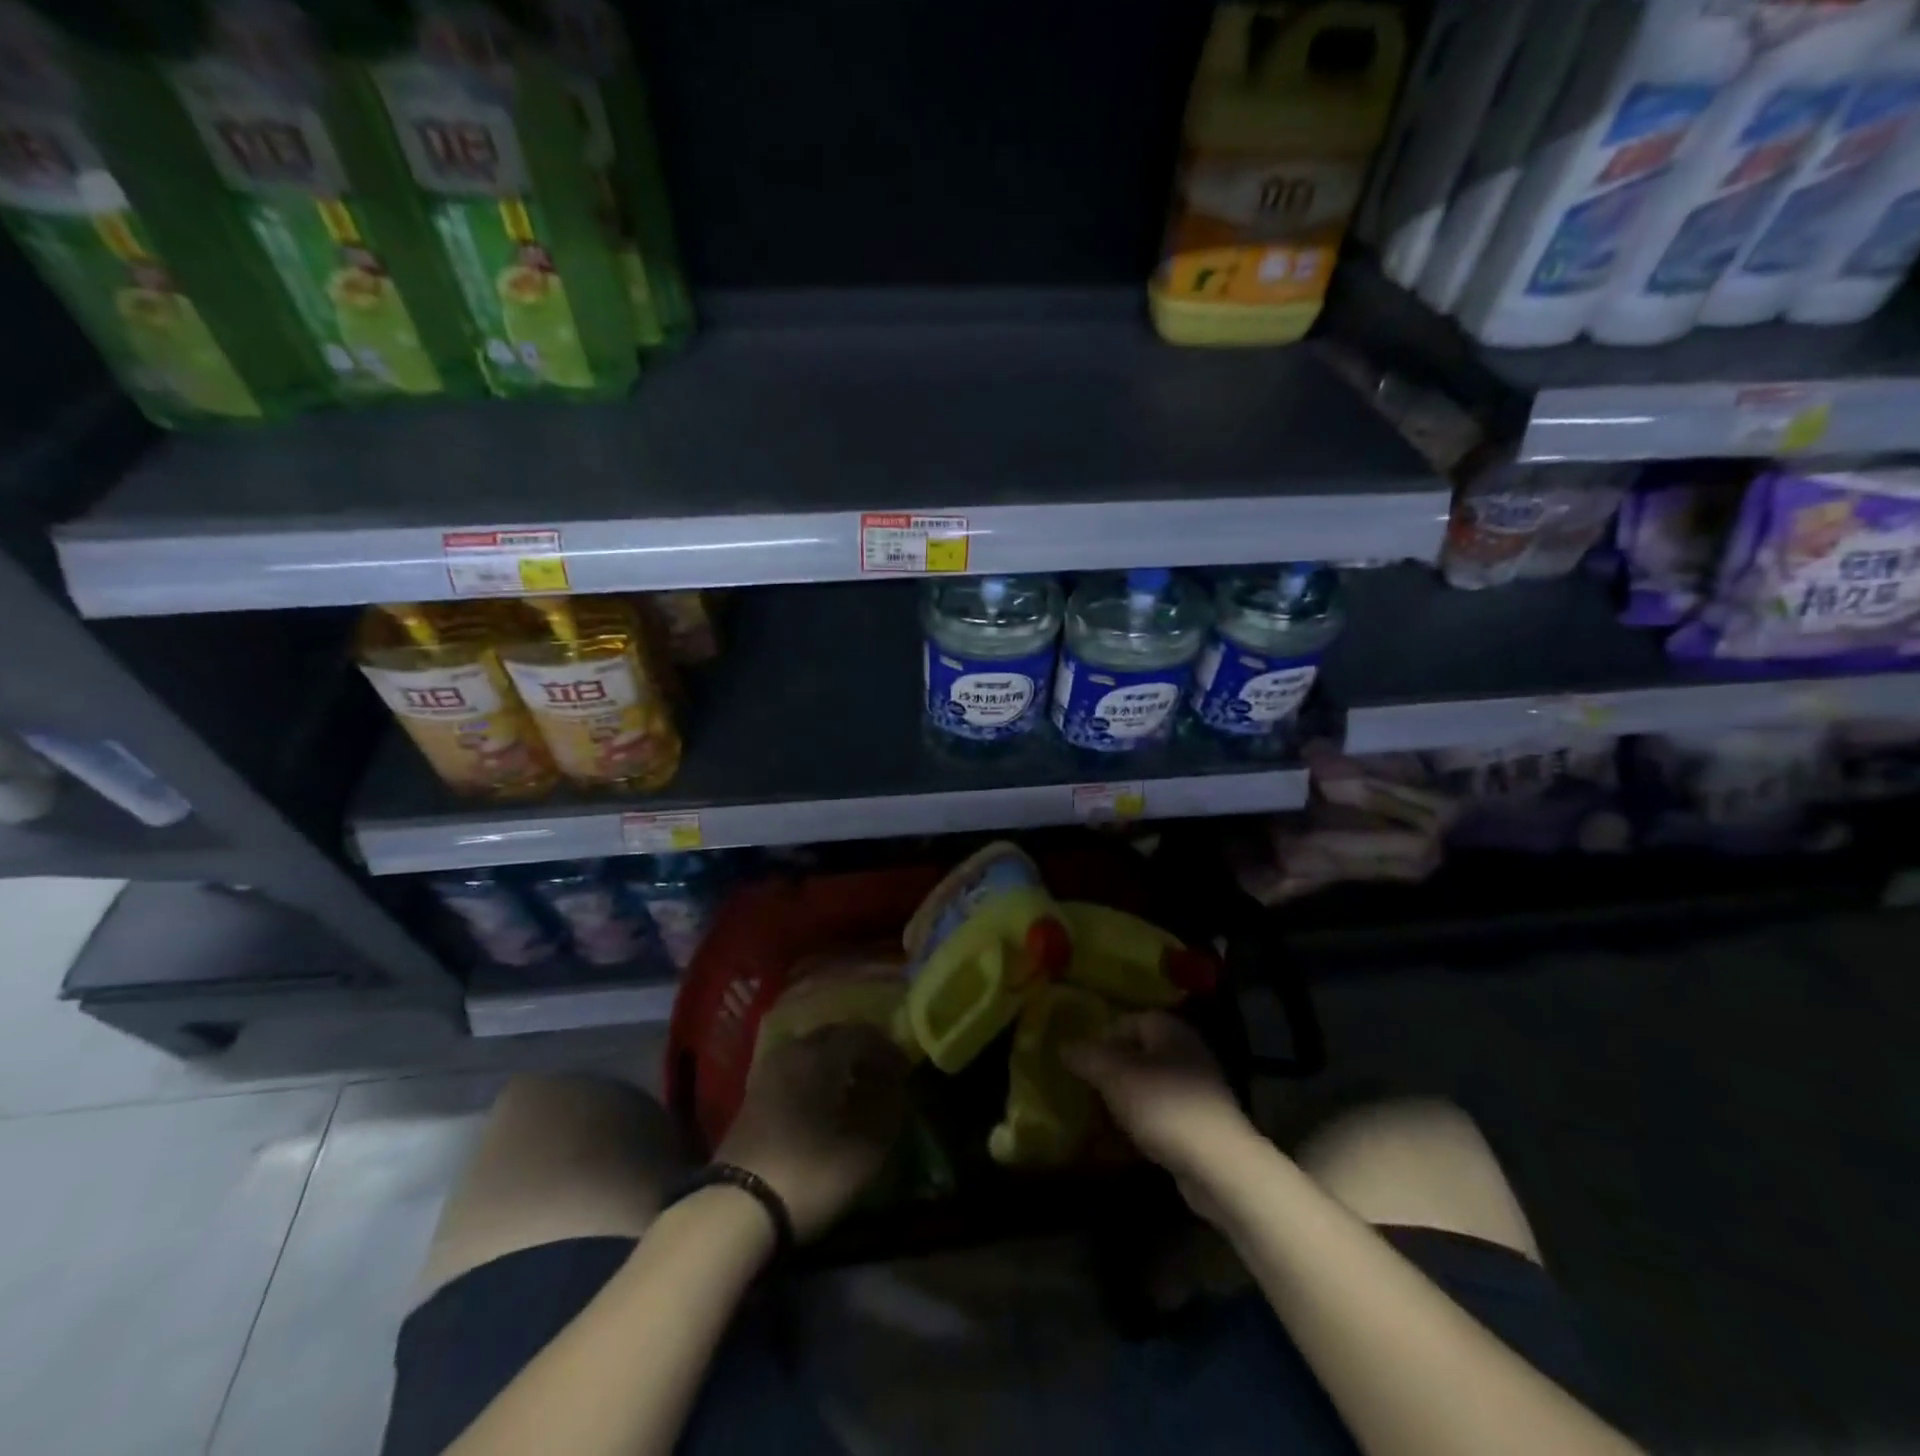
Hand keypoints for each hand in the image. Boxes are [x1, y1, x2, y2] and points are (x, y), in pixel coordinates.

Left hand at [715, 1024, 910, 1241]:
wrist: (736, 1209)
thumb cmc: (809, 1172)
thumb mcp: (865, 1148)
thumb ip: (889, 1109)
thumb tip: (898, 1087)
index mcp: (821, 1053)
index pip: (864, 1034)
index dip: (889, 1051)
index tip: (906, 1073)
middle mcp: (793, 1050)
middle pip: (836, 1038)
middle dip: (863, 1053)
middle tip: (884, 1077)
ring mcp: (769, 1071)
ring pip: (813, 1053)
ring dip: (839, 1065)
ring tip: (857, 1092)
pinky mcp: (755, 1095)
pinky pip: (796, 1070)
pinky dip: (817, 1078)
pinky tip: (827, 1105)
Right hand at [1065, 1012, 1251, 1196]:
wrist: (1218, 1165)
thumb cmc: (1163, 1105)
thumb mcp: (1114, 1075)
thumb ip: (1086, 1056)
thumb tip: (1064, 1047)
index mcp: (1169, 1029)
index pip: (1127, 1020)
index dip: (1101, 1038)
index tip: (1081, 1063)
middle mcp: (1186, 1050)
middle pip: (1138, 1053)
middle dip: (1112, 1070)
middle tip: (1087, 1088)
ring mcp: (1198, 1088)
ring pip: (1150, 1084)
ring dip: (1126, 1098)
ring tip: (1102, 1115)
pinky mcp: (1201, 1123)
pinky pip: (1162, 1112)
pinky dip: (1143, 1121)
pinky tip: (1126, 1139)